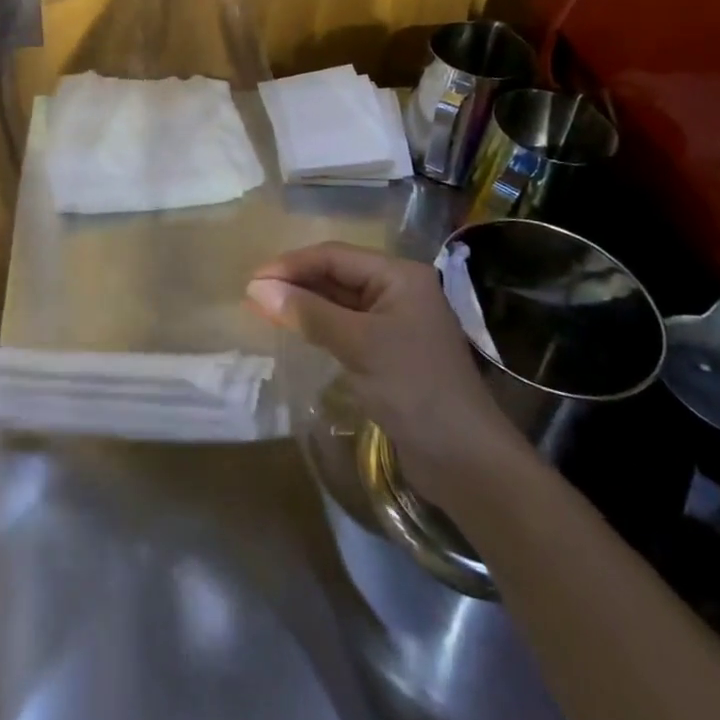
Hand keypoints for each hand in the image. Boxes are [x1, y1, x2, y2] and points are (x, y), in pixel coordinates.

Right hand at [247, 243, 523, 495]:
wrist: (467, 463)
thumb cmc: (415, 389)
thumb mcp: (358, 345)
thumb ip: (308, 313)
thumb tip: (256, 288)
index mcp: (399, 276)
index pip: (335, 256)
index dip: (292, 265)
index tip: (253, 281)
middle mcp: (398, 291)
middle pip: (337, 275)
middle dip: (295, 283)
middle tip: (253, 296)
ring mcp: (395, 323)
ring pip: (339, 302)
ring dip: (304, 305)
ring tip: (264, 310)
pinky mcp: (390, 353)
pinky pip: (346, 327)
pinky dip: (319, 326)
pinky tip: (295, 331)